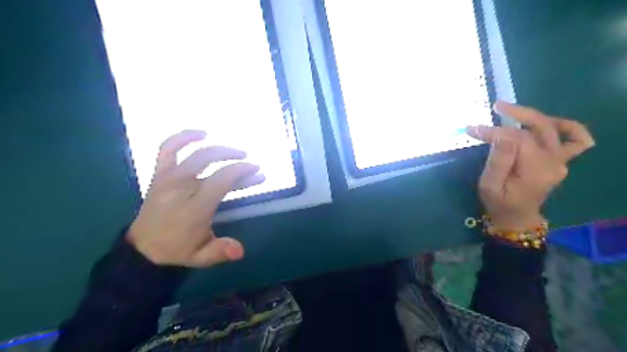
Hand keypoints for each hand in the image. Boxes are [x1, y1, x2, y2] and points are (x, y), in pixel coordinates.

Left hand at [127, 129, 263, 266]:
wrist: (144, 248)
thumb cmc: (178, 250)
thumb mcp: (201, 257)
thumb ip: (220, 252)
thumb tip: (241, 251)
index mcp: (193, 207)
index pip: (221, 180)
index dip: (242, 171)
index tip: (257, 170)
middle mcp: (180, 188)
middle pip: (209, 161)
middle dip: (234, 158)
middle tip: (250, 162)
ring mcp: (168, 178)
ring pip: (194, 153)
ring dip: (217, 148)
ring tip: (235, 150)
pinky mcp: (160, 174)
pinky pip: (168, 148)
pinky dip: (183, 137)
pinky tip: (201, 133)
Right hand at [467, 101, 593, 228]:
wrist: (516, 217)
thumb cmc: (499, 203)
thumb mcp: (489, 186)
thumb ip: (497, 161)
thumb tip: (501, 136)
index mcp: (535, 169)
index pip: (518, 139)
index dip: (495, 131)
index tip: (473, 130)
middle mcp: (554, 162)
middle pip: (541, 127)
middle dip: (517, 114)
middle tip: (496, 106)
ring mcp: (561, 161)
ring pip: (557, 128)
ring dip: (535, 116)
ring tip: (514, 113)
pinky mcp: (560, 160)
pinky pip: (575, 140)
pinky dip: (566, 127)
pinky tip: (547, 124)